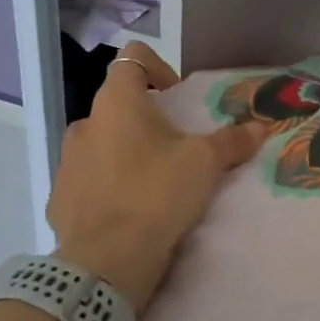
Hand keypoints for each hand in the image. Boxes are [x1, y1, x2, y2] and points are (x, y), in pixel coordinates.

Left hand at [47, 43, 266, 312]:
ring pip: (104, 144)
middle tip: (178, 148)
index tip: (178, 97)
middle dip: (149, 121)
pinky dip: (111, 186)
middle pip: (120, 106)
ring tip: (157, 183)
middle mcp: (85, 124)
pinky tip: (133, 212)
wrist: (107, 262)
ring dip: (129, 153)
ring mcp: (67, 162)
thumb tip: (259, 128)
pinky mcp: (60, 198)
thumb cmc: (156, 194)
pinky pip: (91, 180)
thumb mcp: (205, 164)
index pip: (132, 58)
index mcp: (116, 103)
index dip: (159, 67)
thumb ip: (232, 141)